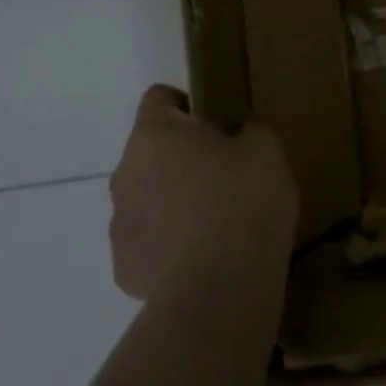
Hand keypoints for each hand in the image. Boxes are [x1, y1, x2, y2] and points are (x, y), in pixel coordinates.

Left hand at [109, 85, 298, 301]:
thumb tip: (242, 133)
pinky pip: (148, 244)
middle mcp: (125, 172)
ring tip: (215, 224)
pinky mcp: (124, 269)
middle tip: (223, 175)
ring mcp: (119, 225)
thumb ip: (251, 130)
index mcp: (154, 134)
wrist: (221, 287)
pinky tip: (203, 259)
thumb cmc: (243, 200)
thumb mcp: (267, 149)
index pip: (158, 97)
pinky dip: (169, 246)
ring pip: (145, 199)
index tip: (217, 124)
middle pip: (150, 152)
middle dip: (180, 158)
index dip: (187, 104)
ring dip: (171, 202)